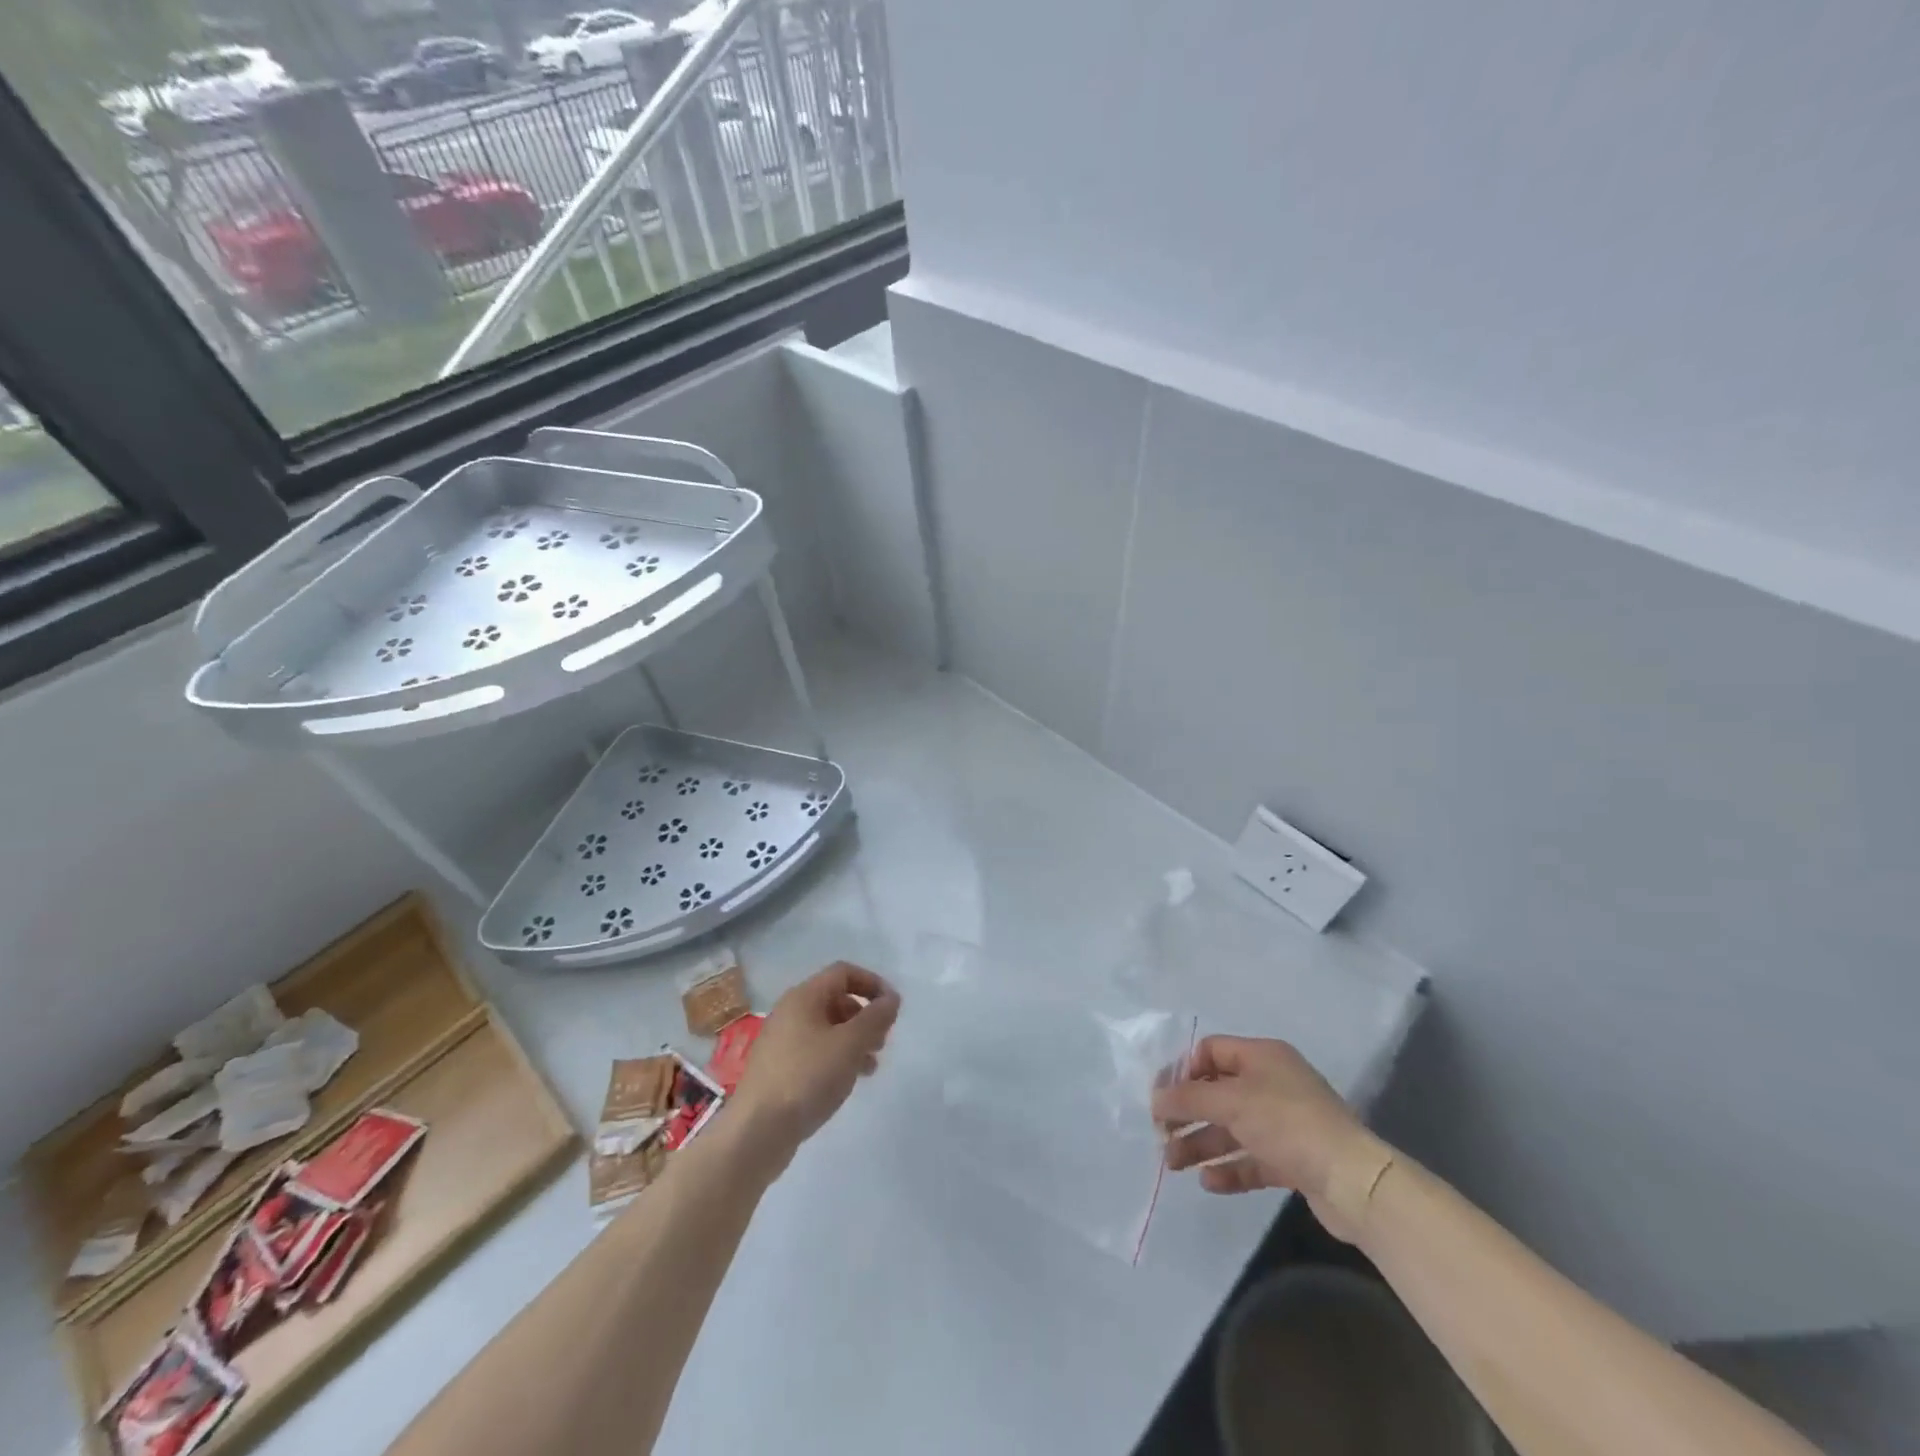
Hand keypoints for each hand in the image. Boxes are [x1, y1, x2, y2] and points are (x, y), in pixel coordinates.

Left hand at [730, 962, 900, 1159]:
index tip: (892, 1008)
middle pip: (836, 1000)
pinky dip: (836, 1058)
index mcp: (804, 997)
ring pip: (827, 1029)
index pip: (843, 972)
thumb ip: (875, 1018)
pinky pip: (815, 1051)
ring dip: (854, 1041)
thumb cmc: (807, 1077)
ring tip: (870, 1067)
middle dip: (864, 1016)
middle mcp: (790, 1012)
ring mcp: (781, 1042)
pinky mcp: (778, 1069)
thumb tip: (891, 999)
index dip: (872, 983)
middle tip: (882, 1042)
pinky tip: (846, 1082)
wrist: (756, 1132)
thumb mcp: (850, 1044)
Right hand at [1151, 1035, 1385, 1238]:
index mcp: (1262, 1056)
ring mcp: (1285, 1123)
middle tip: (1162, 1135)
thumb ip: (1188, 1098)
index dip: (1184, 1071)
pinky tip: (1208, 1182)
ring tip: (1174, 1164)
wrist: (1353, 1181)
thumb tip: (1155, 1099)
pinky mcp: (1294, 1160)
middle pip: (1219, 1093)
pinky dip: (1229, 1168)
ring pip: (1232, 1129)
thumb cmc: (1287, 1123)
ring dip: (1201, 1143)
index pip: (1212, 1051)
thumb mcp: (1231, 1102)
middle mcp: (1273, 1084)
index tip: (1161, 1097)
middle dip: (1188, 1113)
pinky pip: (1252, 1159)